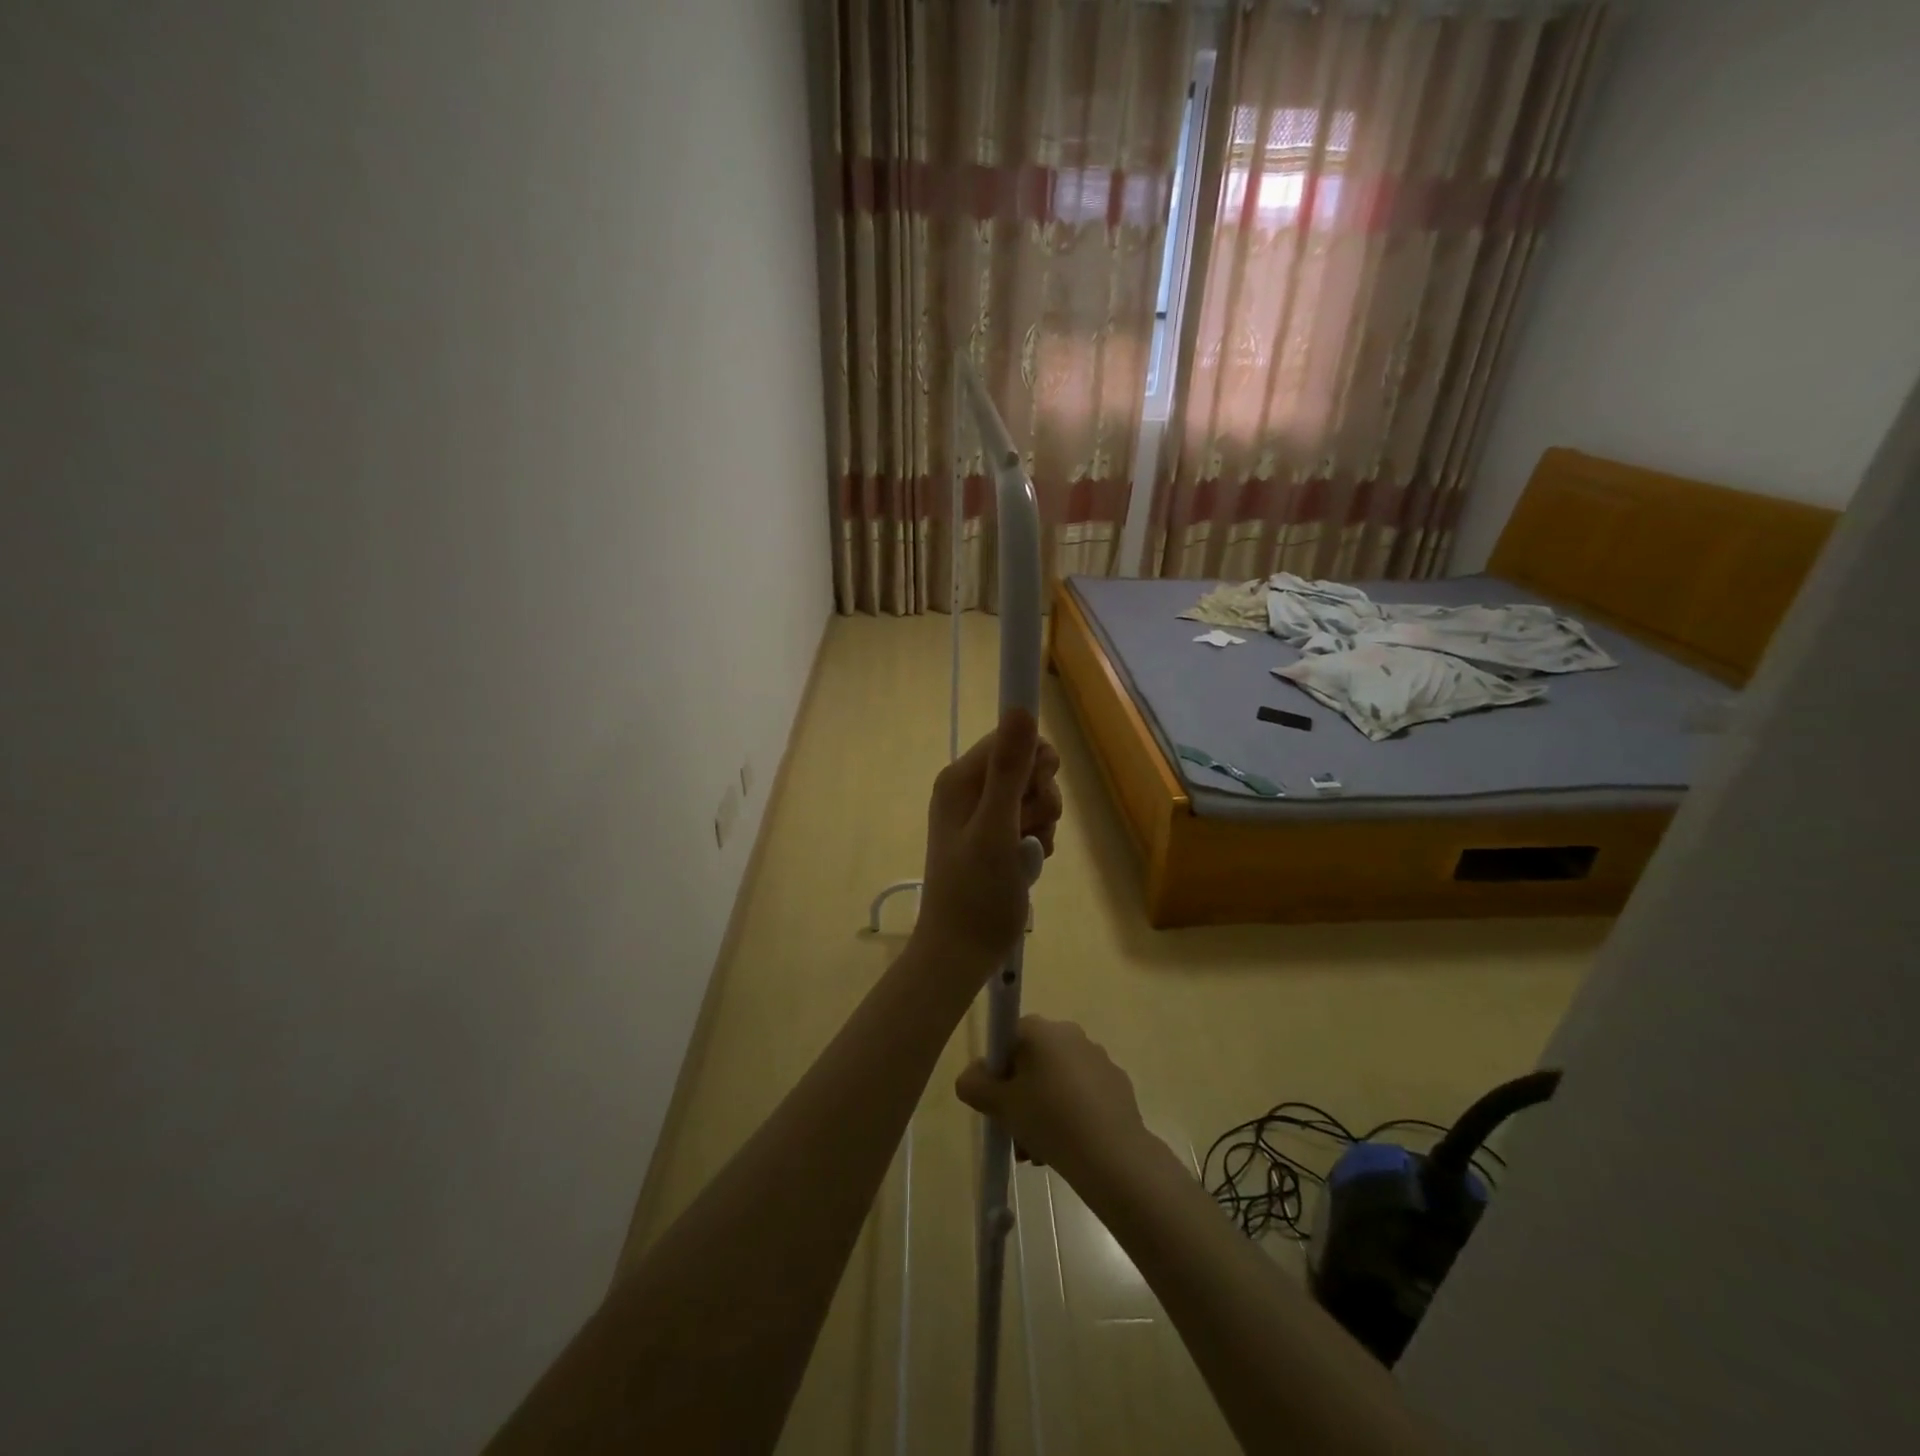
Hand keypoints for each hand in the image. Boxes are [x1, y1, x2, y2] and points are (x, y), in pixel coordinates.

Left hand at [916, 708, 1062, 970]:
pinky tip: (1029, 863)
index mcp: (960, 779)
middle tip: (1028, 829)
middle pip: (1026, 766)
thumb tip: (1020, 708)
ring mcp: (981, 814)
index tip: (1039, 790)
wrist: (962, 951)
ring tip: (1026, 853)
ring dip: (1041, 822)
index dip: (1034, 761)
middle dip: (1041, 797)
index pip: (1010, 738)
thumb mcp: (996, 828)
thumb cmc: (977, 892)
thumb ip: (1010, 769)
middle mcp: (968, 789)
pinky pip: (1029, 821)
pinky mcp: (994, 837)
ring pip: (1033, 796)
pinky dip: (1036, 839)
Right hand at [955, 1017, 1150, 1182]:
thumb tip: (972, 1076)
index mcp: (1041, 1029)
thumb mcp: (999, 1105)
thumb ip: (974, 1085)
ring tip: (1038, 1152)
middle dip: (1020, 1096)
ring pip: (1057, 1081)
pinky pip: (1083, 1094)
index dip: (998, 1070)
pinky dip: (1071, 1114)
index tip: (998, 1100)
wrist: (1111, 1154)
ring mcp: (1097, 1057)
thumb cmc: (1049, 1119)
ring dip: (1043, 1109)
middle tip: (1014, 1132)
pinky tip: (1067, 1147)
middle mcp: (1070, 1033)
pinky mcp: (1117, 1084)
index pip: (1008, 1038)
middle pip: (1033, 1062)